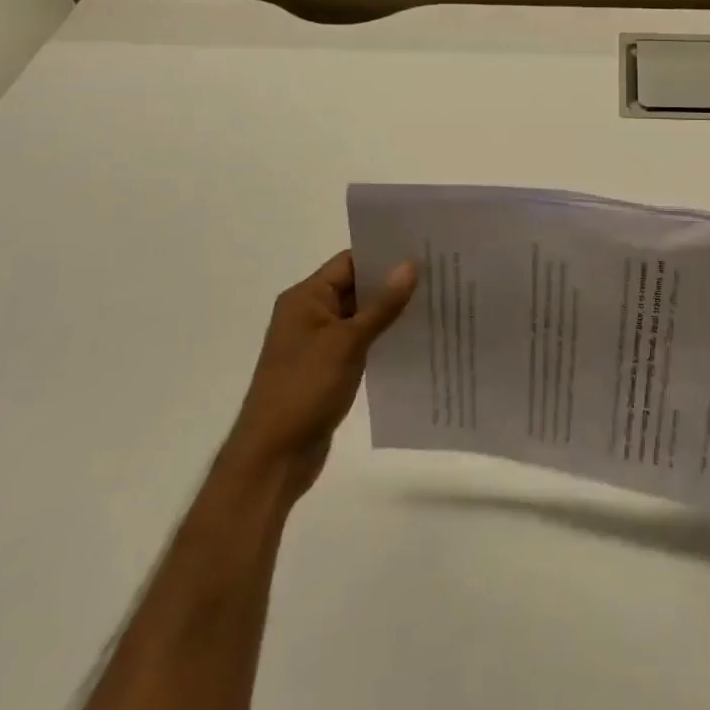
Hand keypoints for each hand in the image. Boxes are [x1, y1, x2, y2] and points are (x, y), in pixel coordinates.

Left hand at [226, 251, 417, 507]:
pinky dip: (380, 338)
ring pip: (359, 316)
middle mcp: (308, 314)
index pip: (349, 262)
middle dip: (392, 283)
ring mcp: (316, 343)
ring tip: (434, 304)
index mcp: (305, 298)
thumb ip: (382, 305)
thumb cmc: (305, 389)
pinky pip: (358, 343)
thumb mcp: (348, 343)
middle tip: (437, 276)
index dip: (384, 255)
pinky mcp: (325, 369)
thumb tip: (410, 265)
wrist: (273, 458)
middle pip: (355, 287)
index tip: (423, 251)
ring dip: (389, 313)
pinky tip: (412, 340)